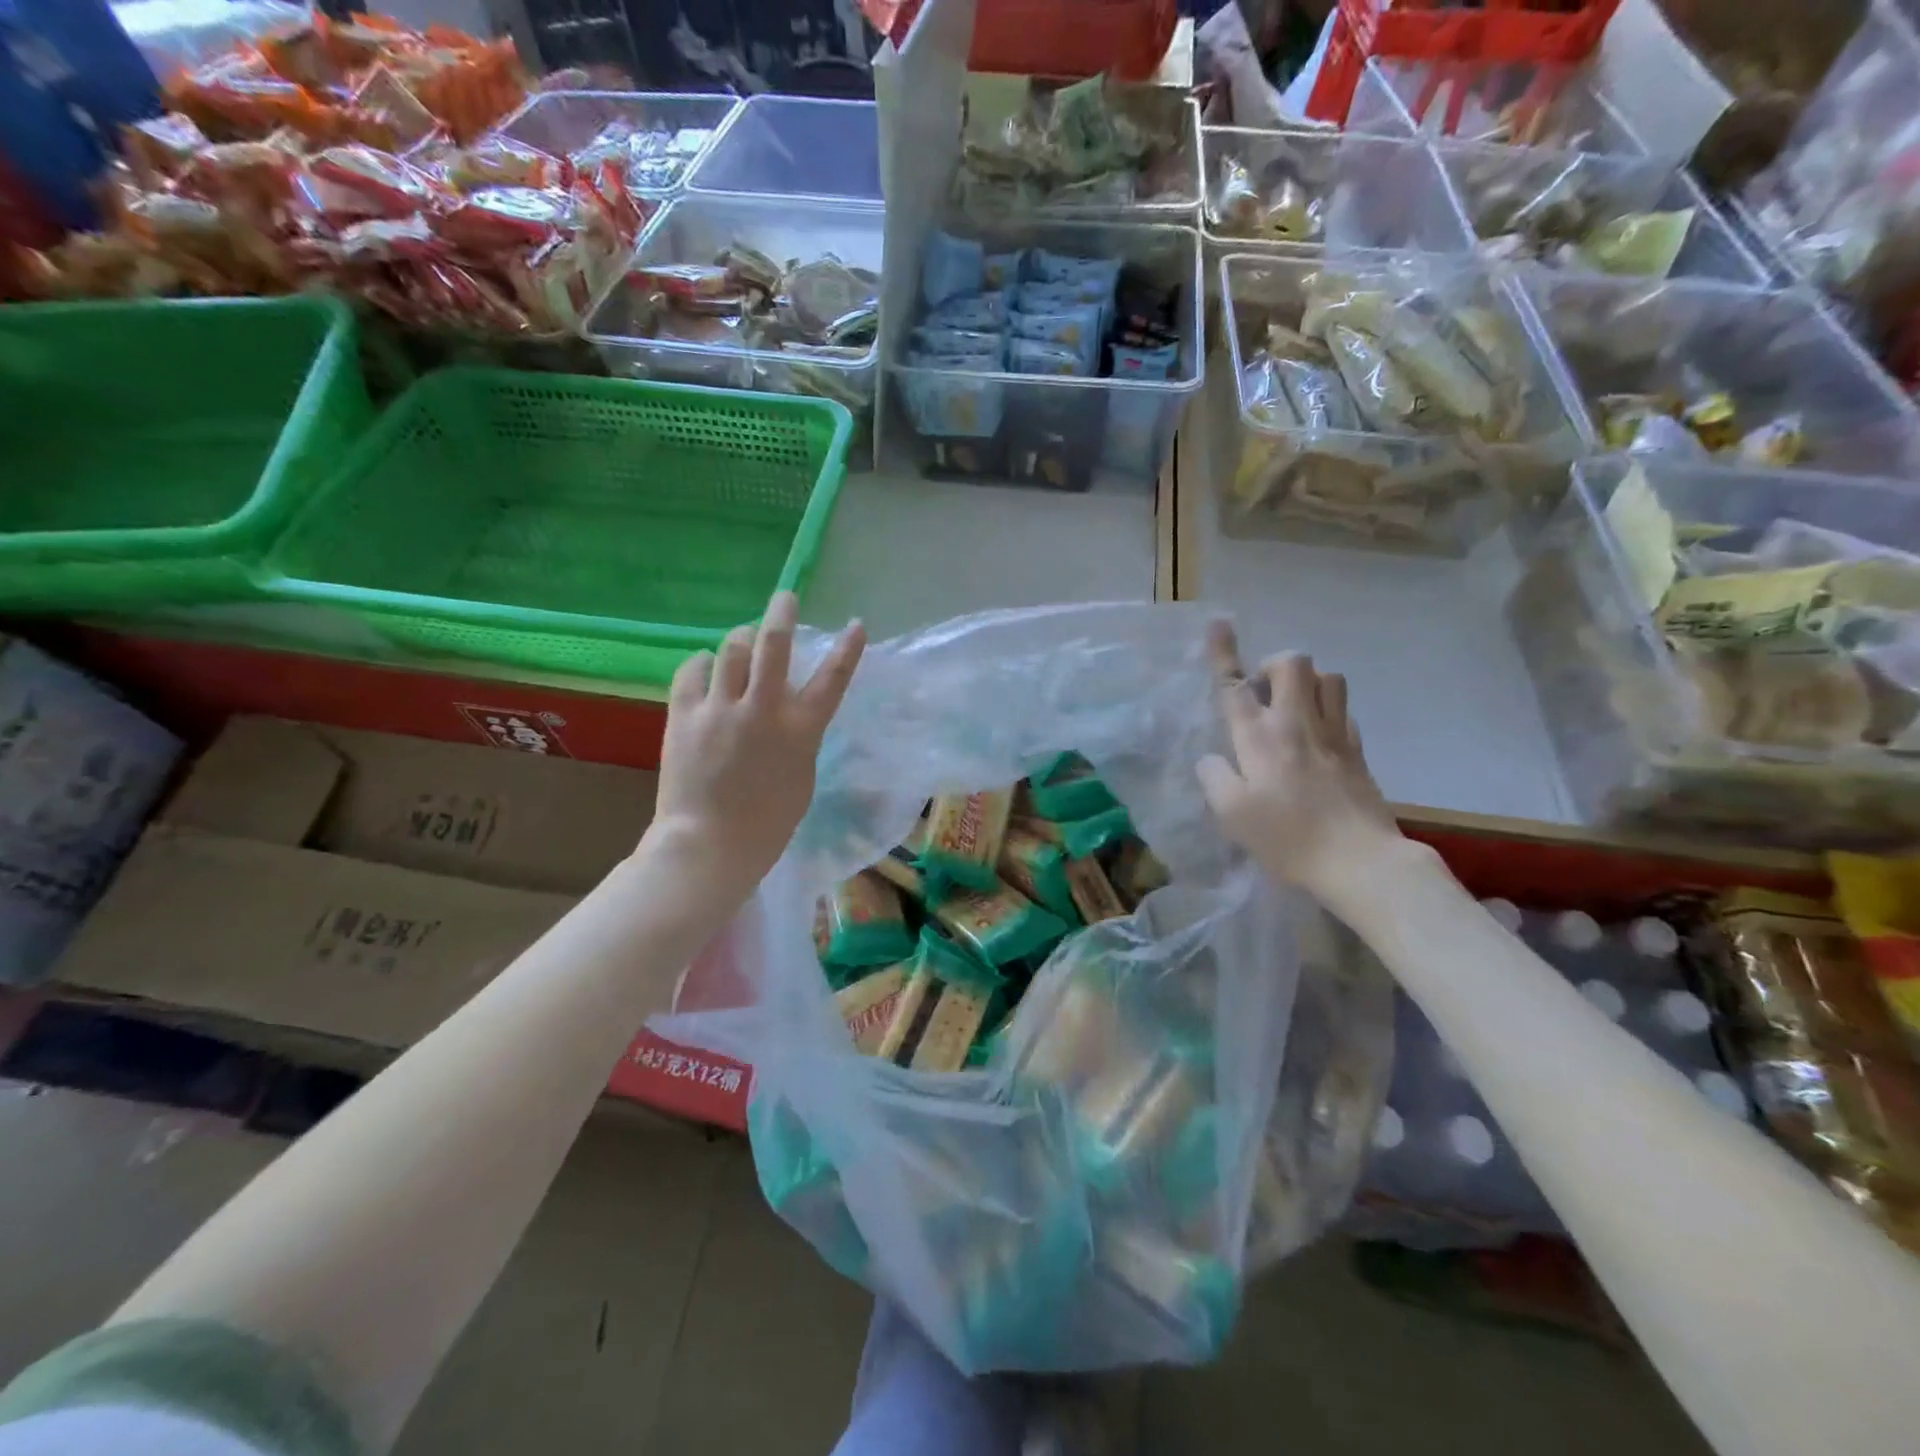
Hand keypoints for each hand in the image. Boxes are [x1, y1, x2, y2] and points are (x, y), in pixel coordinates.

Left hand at [645, 591, 865, 905]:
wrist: (709, 845)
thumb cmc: (768, 823)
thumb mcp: (802, 777)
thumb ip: (799, 738)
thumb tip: (789, 711)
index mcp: (800, 730)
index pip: (833, 678)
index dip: (848, 649)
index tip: (856, 625)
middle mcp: (763, 709)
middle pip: (774, 644)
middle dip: (782, 613)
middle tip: (785, 599)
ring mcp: (720, 709)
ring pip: (731, 649)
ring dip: (740, 640)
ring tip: (742, 643)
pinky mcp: (683, 715)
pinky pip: (692, 671)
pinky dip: (704, 665)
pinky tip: (707, 669)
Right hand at [1197, 619, 1399, 897]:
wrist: (1359, 860)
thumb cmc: (1286, 838)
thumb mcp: (1231, 814)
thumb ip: (1214, 778)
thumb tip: (1212, 758)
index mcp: (1259, 737)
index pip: (1234, 685)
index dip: (1223, 653)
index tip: (1219, 623)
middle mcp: (1297, 723)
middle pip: (1292, 663)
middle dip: (1273, 665)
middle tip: (1261, 693)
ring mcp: (1333, 733)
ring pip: (1328, 677)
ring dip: (1307, 681)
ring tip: (1292, 706)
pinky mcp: (1357, 750)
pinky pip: (1343, 709)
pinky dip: (1327, 708)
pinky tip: (1317, 733)